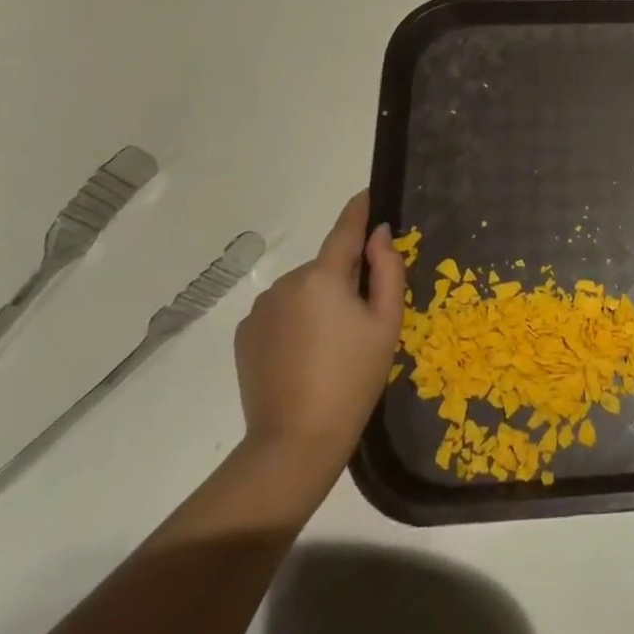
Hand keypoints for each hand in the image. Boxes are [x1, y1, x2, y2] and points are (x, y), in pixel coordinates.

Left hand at [234, 191, 404, 462]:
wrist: (296, 440)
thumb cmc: (354, 377)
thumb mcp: (386, 322)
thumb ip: (387, 269)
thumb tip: (379, 234)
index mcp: (323, 276)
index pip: (344, 230)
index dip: (358, 210)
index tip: (367, 193)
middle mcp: (287, 282)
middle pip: (326, 267)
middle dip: (345, 279)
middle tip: (364, 317)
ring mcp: (261, 309)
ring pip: (303, 290)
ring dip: (320, 301)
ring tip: (333, 344)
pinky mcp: (246, 334)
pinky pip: (281, 313)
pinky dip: (297, 321)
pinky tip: (306, 355)